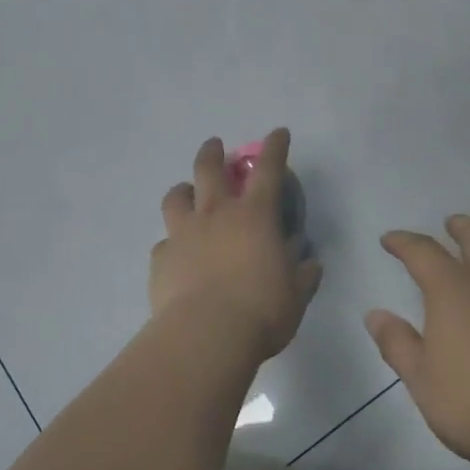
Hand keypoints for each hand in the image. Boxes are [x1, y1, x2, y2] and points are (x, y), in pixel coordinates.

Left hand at [149, 129, 321, 361]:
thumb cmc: (261, 311)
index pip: (269, 170)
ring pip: (176, 197)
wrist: (206, 336)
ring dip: (183, 191)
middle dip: (213, 152)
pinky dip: (172, 243)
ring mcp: (184, 234)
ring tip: (187, 194)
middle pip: (209, 169)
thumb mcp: (295, 294)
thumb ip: (302, 274)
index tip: (278, 133)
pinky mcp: (161, 259)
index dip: (275, 147)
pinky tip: (177, 255)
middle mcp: (216, 215)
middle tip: (215, 146)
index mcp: (255, 217)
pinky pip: (164, 243)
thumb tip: (309, 262)